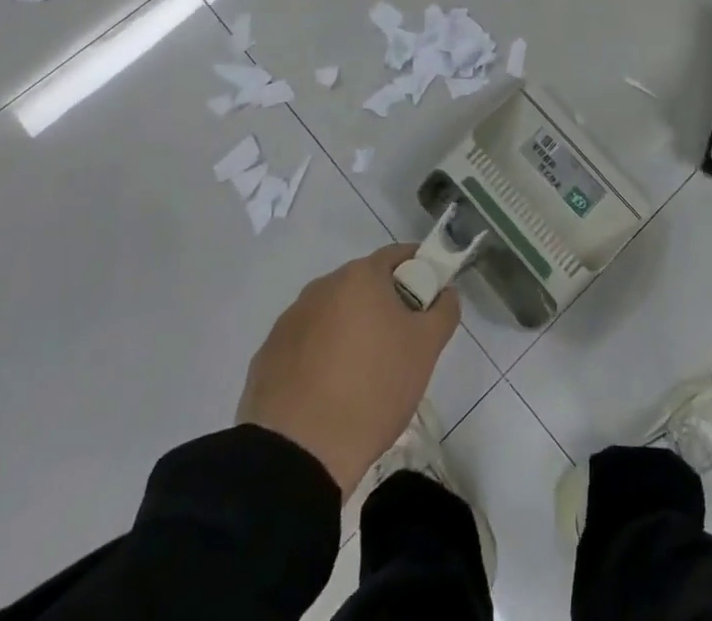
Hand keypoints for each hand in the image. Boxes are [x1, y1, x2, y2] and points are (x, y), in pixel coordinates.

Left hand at [237, 245, 459, 494]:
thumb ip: (444, 310)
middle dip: (384, 306)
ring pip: (332, 315)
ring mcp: (289, 321)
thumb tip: (444, 293)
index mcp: (360, 276)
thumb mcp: (427, 349)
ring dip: (349, 332)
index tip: (428, 303)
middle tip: (400, 344)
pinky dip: (320, 358)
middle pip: (363, 285)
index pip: (398, 256)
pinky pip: (305, 346)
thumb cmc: (373, 389)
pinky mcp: (267, 356)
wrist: (297, 455)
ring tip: (361, 377)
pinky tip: (328, 394)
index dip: (419, 273)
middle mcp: (321, 287)